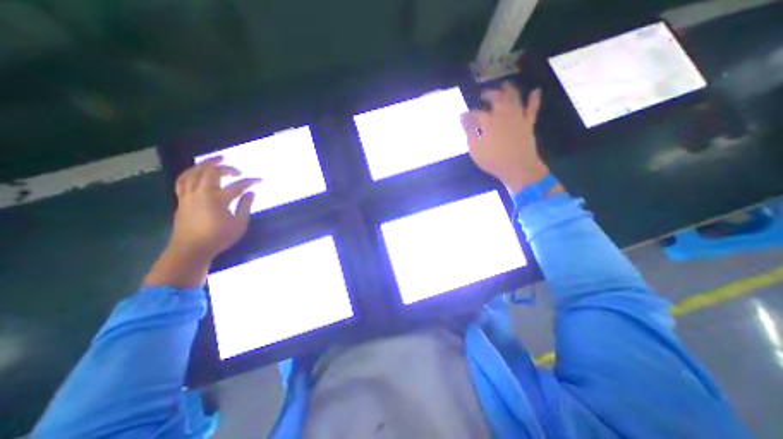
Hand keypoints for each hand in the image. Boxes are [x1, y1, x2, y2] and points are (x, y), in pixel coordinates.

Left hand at [143, 156, 260, 287]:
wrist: (191, 249)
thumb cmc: (219, 238)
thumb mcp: (239, 224)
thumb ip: (245, 206)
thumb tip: (251, 192)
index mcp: (218, 199)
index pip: (238, 186)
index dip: (250, 181)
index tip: (259, 180)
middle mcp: (201, 193)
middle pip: (212, 172)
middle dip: (226, 167)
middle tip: (237, 170)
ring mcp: (189, 195)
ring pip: (194, 172)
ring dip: (206, 164)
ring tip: (216, 160)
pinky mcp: (181, 199)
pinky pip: (183, 180)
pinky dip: (191, 172)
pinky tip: (197, 171)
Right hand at [461, 83, 548, 192]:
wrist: (517, 167)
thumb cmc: (493, 160)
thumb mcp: (475, 149)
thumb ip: (469, 133)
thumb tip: (463, 119)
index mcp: (489, 122)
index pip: (476, 113)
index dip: (468, 114)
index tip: (463, 115)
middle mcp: (503, 115)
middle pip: (497, 98)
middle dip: (489, 94)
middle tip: (484, 94)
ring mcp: (517, 117)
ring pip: (514, 98)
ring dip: (509, 89)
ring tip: (505, 84)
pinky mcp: (528, 123)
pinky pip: (533, 109)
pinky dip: (534, 99)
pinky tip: (535, 91)